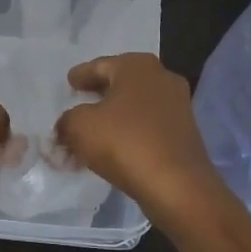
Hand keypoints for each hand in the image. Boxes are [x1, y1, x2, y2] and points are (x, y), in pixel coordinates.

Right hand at [54, 53, 224, 216]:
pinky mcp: (184, 133)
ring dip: (111, 119)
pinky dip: (128, 133)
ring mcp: (177, 105)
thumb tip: (66, 126)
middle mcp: (161, 78)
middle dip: (96, 96)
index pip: (100, 65)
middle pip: (119, 84)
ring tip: (89, 134)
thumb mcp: (80, 127)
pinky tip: (112, 149)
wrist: (177, 186)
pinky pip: (146, 126)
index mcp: (137, 66)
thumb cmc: (125, 143)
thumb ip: (66, 120)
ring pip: (133, 107)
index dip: (80, 75)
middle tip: (77, 104)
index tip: (69, 82)